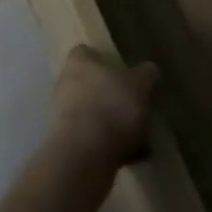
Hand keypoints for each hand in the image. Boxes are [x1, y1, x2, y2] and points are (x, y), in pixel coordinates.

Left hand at [47, 46, 158, 172]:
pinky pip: (92, 141)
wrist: (84, 155)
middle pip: (90, 85)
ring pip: (93, 115)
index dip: (104, 61)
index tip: (123, 73)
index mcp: (79, 63)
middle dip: (112, 98)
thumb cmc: (112, 107)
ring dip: (113, 126)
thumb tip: (149, 69)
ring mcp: (61, 116)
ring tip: (140, 141)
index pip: (86, 53)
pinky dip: (109, 148)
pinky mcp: (66, 144)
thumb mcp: (140, 85)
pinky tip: (132, 159)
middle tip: (135, 109)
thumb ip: (146, 75)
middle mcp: (64, 84)